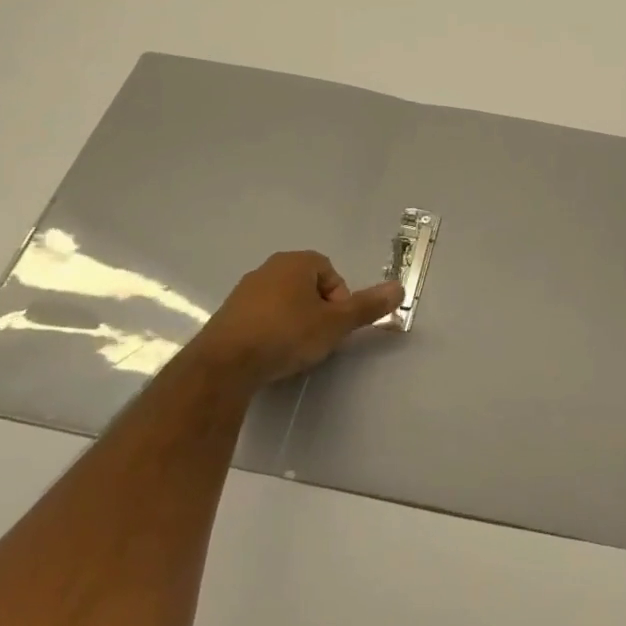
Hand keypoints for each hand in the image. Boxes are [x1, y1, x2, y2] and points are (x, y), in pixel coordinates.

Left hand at [188, 251, 400, 391]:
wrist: (225, 363)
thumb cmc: (287, 334)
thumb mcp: (335, 323)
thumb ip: (367, 307)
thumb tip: (400, 288)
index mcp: (296, 262)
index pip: (331, 273)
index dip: (340, 300)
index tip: (335, 326)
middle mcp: (269, 268)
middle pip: (308, 286)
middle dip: (318, 310)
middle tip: (319, 338)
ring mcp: (245, 290)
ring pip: (284, 301)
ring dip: (295, 320)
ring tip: (295, 349)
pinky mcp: (229, 314)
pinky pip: (261, 316)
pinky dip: (271, 330)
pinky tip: (271, 353)